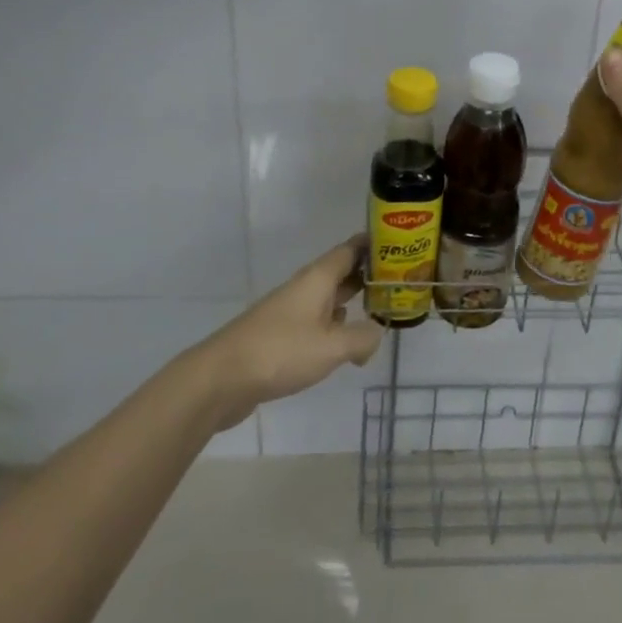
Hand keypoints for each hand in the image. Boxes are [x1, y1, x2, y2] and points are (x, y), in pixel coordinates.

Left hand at [192, 236, 384, 430]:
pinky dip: (335, 327)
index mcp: (317, 279)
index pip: (350, 249)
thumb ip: (362, 338)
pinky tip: (345, 343)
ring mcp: (290, 312)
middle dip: (368, 274)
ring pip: (329, 299)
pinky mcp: (280, 336)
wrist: (221, 379)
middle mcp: (304, 289)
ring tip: (380, 310)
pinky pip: (316, 323)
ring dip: (352, 302)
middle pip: (341, 272)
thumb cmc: (280, 352)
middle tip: (400, 281)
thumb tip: (376, 333)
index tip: (399, 243)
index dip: (373, 244)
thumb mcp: (331, 347)